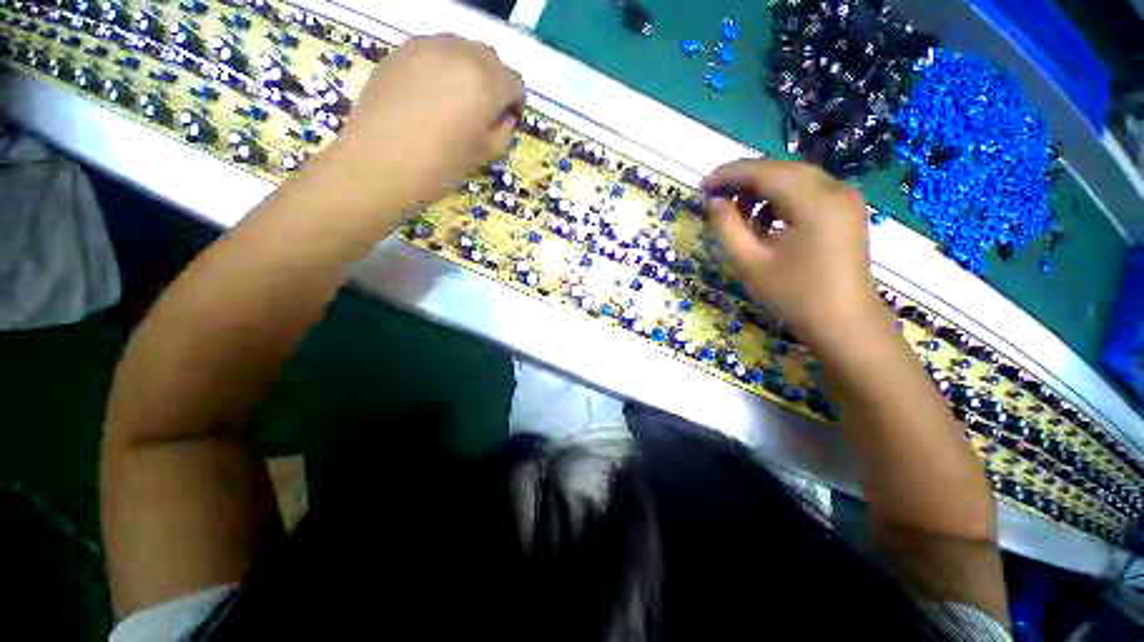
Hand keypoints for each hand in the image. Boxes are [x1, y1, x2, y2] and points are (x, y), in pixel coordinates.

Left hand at [318, 34, 524, 209]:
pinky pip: (436, 50)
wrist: (379, 161)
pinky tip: (432, 93)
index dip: (515, 103)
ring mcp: (429, 46)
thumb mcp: (483, 154)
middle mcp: (461, 53)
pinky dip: (443, 67)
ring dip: (469, 71)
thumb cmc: (439, 165)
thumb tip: (505, 117)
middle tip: (483, 111)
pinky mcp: (403, 49)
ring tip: (457, 100)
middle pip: (491, 59)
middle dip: (494, 83)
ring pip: (463, 49)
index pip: (515, 83)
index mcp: (486, 83)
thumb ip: (503, 131)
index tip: (506, 121)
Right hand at [703, 160, 881, 346]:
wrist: (844, 324)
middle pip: (780, 170)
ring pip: (794, 179)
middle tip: (715, 199)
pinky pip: (807, 192)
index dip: (729, 174)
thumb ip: (726, 227)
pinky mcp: (846, 211)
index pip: (764, 172)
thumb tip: (714, 202)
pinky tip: (765, 223)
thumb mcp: (748, 263)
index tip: (702, 186)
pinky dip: (780, 200)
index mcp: (813, 201)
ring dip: (761, 191)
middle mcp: (835, 189)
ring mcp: (845, 199)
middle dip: (744, 181)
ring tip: (738, 216)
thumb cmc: (793, 295)